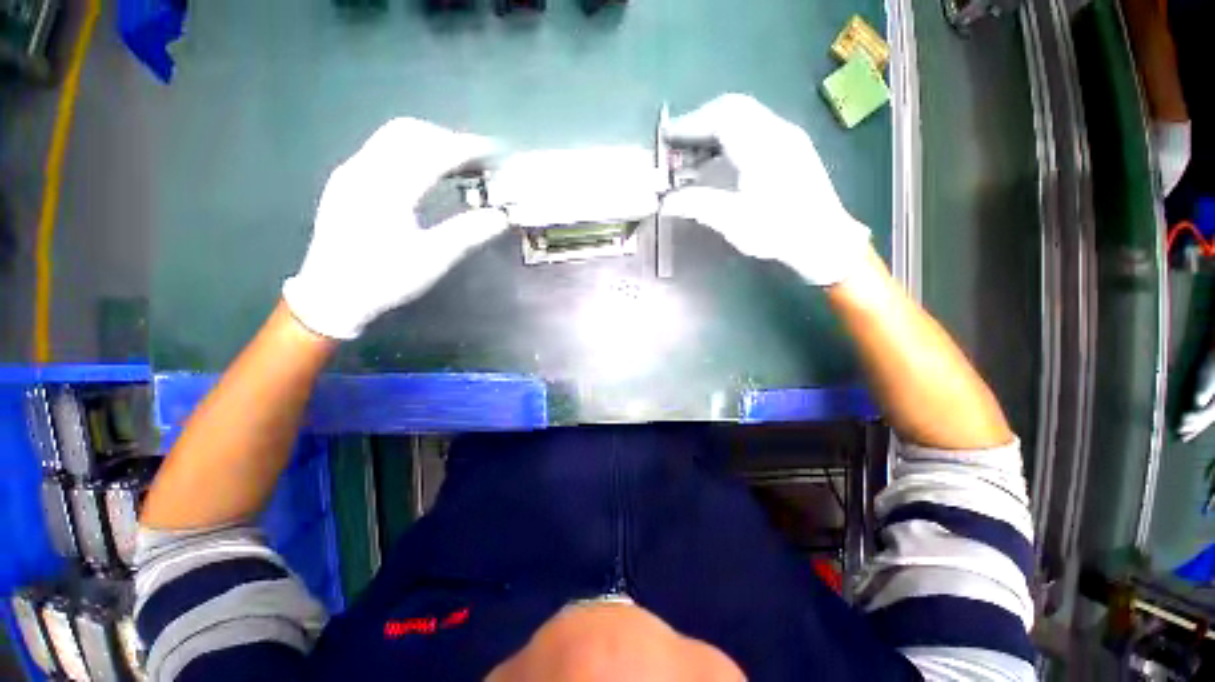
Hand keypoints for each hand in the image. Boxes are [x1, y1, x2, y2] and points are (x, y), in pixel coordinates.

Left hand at [283, 118, 508, 339]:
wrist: (332, 294)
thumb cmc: (384, 278)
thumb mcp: (432, 259)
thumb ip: (468, 233)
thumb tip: (502, 216)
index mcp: (387, 188)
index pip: (433, 152)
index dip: (467, 149)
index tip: (495, 153)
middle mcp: (364, 169)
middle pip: (410, 132)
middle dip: (448, 139)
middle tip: (478, 161)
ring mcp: (351, 172)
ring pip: (393, 138)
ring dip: (430, 143)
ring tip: (458, 166)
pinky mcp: (346, 181)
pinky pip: (383, 151)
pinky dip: (413, 153)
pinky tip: (428, 175)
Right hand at [661, 94, 869, 285]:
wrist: (824, 240)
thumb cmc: (778, 230)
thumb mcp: (733, 220)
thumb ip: (696, 205)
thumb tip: (665, 202)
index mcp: (763, 145)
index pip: (721, 117)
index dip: (690, 124)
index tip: (666, 137)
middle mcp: (777, 131)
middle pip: (732, 108)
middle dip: (700, 123)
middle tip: (677, 145)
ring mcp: (787, 138)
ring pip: (744, 117)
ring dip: (714, 131)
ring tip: (693, 157)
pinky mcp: (790, 148)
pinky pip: (753, 130)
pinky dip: (729, 139)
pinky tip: (719, 164)